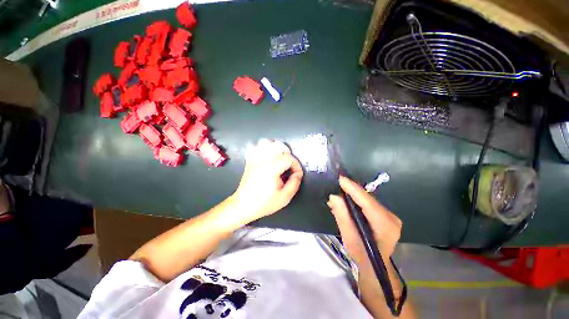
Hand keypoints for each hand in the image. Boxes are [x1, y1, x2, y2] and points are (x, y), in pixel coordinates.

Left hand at [231, 139, 303, 222]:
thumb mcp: (284, 198)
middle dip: (287, 154)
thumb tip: (298, 174)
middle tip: (289, 166)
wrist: (243, 206)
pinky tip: (267, 159)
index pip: (289, 158)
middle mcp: (262, 161)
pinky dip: (263, 149)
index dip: (296, 165)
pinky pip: (256, 148)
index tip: (296, 174)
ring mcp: (254, 160)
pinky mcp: (249, 161)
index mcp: (271, 169)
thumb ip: (294, 184)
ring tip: (279, 159)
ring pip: (265, 143)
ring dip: (275, 148)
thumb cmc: (264, 204)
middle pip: (278, 145)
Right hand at [327, 176, 401, 271]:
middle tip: (338, 187)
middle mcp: (393, 219)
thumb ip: (343, 218)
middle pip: (371, 202)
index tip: (341, 179)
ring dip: (357, 199)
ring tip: (341, 194)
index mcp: (385, 226)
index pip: (368, 203)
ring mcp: (393, 219)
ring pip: (372, 204)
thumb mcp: (350, 240)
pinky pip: (374, 208)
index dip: (354, 190)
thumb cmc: (362, 258)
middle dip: (354, 194)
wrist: (375, 269)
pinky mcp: (391, 219)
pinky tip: (352, 203)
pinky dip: (363, 206)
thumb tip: (334, 197)